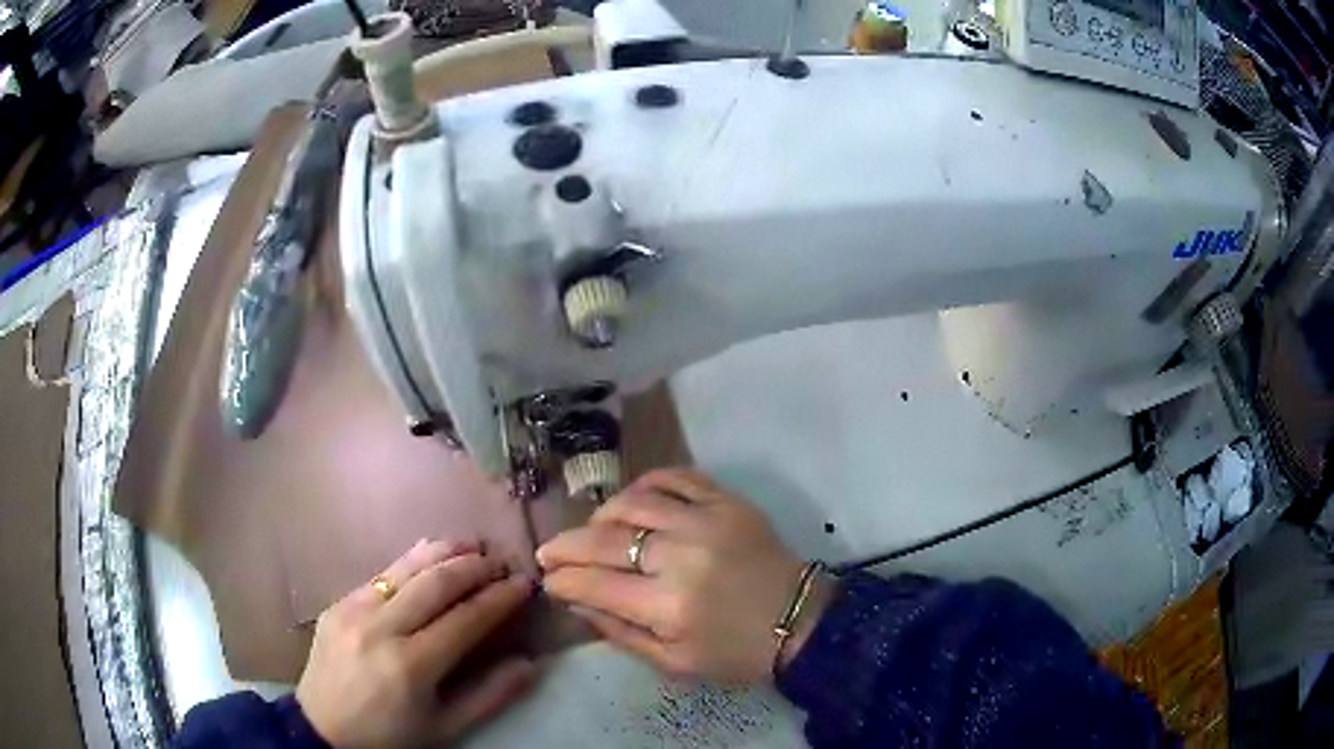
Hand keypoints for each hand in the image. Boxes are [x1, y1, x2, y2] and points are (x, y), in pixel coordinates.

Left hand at [296, 540, 535, 747]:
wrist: (322, 729)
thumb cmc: (391, 735)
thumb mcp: (445, 728)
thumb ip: (490, 696)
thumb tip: (530, 663)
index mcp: (411, 666)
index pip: (466, 619)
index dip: (500, 598)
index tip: (524, 584)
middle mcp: (381, 629)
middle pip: (436, 583)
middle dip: (475, 566)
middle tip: (502, 560)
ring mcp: (354, 610)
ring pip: (406, 567)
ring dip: (444, 551)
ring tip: (472, 545)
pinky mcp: (338, 603)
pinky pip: (382, 574)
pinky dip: (412, 561)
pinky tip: (431, 556)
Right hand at [537, 469, 832, 683]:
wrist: (799, 621)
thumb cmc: (735, 653)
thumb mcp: (674, 662)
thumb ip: (620, 632)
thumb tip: (576, 601)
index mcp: (668, 606)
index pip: (593, 583)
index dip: (562, 580)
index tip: (548, 579)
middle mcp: (681, 556)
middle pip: (604, 540)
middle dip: (565, 546)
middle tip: (550, 552)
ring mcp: (705, 521)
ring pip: (632, 502)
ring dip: (601, 516)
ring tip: (593, 531)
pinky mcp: (726, 501)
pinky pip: (675, 477)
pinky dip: (645, 484)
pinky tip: (633, 502)